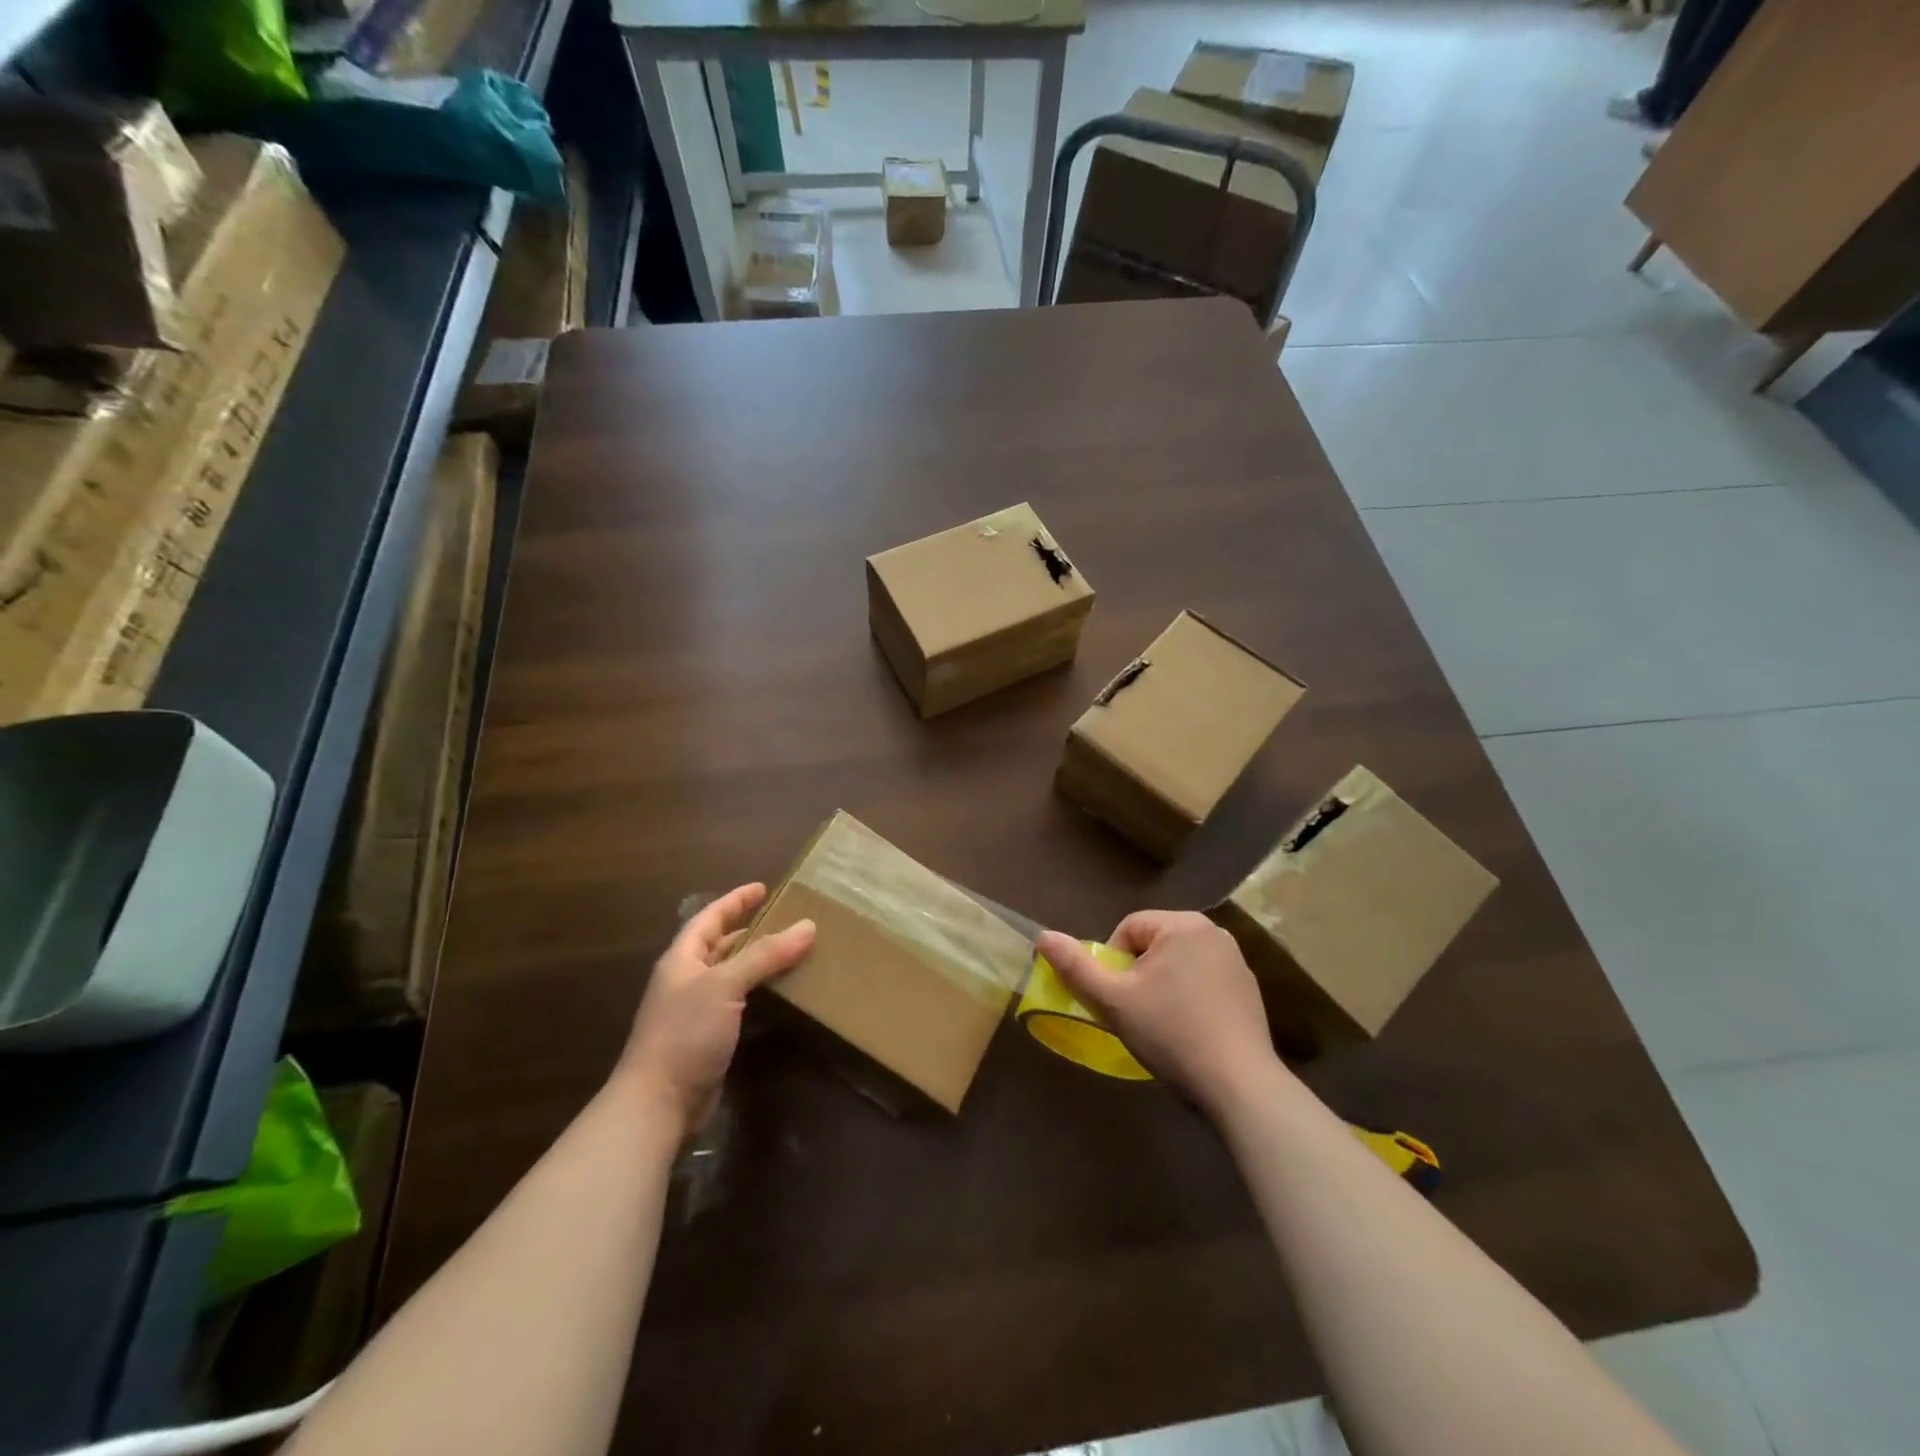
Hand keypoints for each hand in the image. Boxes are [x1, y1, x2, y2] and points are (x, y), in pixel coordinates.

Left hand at [619, 883, 814, 1136]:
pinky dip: (762, 995)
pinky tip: (785, 996)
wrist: (658, 1103)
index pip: (710, 918)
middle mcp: (689, 980)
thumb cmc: (685, 1033)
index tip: (762, 888)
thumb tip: (808, 926)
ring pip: (734, 976)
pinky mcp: (711, 1039)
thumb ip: (765, 955)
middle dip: (752, 931)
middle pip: (722, 946)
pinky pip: (741, 1005)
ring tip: (795, 953)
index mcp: (683, 959)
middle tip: (788, 921)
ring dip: (761, 964)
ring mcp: (698, 1012)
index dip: (734, 901)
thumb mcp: (725, 985)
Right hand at [1035, 911, 1293, 1117]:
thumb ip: (1075, 966)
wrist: (1239, 1085)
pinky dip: (1190, 998)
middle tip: (1137, 1013)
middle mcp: (1213, 932)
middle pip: (1153, 944)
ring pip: (1178, 963)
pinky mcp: (1249, 988)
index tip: (1119, 1000)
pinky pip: (1203, 981)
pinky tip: (1191, 1031)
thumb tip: (1042, 936)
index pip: (1127, 929)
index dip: (1113, 964)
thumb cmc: (1171, 1033)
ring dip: (1162, 986)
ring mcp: (1236, 960)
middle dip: (1138, 975)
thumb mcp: (1113, 1001)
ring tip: (1163, 1025)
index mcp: (1182, 924)